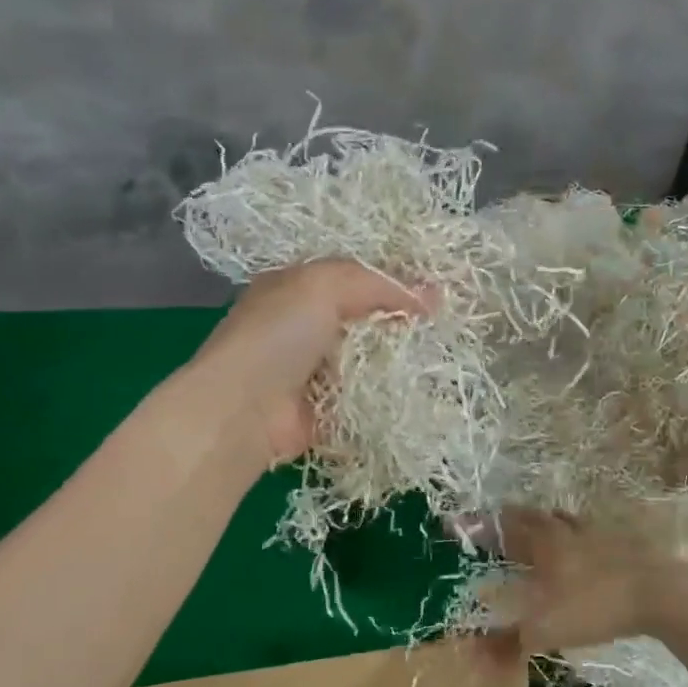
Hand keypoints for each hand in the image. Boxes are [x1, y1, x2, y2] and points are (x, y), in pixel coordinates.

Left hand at [191, 259, 427, 463]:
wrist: (244, 409)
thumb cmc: (279, 334)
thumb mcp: (325, 286)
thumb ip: (378, 285)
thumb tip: (430, 295)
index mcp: (295, 288)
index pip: (352, 277)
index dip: (392, 281)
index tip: (433, 292)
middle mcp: (301, 326)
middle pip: (362, 318)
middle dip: (399, 321)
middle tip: (443, 325)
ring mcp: (311, 371)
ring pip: (366, 359)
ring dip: (397, 360)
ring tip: (440, 357)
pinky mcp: (323, 409)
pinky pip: (363, 397)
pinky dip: (386, 395)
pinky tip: (419, 391)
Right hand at [477, 507, 687, 654]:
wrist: (660, 592)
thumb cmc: (594, 605)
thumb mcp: (545, 630)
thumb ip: (507, 645)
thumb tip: (471, 659)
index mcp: (541, 541)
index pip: (503, 526)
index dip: (480, 526)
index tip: (460, 524)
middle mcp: (564, 530)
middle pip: (531, 517)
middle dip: (510, 521)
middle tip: (496, 528)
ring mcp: (595, 533)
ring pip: (562, 521)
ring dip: (544, 524)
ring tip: (535, 532)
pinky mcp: (622, 542)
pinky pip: (588, 532)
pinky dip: (575, 536)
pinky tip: (581, 549)